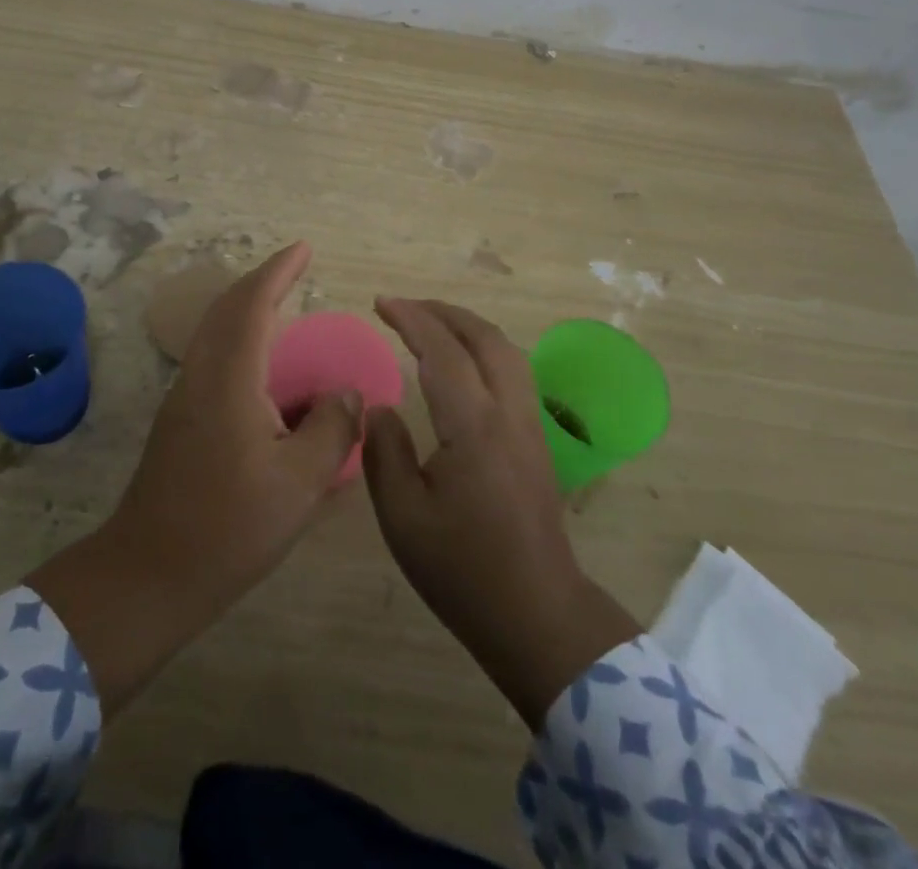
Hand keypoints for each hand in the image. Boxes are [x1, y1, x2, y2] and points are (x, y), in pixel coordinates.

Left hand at [28, 242, 361, 718]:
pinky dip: (241, 342)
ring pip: (216, 333)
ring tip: (285, 310)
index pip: (252, 304)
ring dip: (248, 309)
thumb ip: (331, 429)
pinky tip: (267, 372)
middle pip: (227, 309)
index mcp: (228, 379)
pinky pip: (213, 359)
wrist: (148, 575)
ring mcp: (184, 398)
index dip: (278, 271)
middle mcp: (201, 376)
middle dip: (262, 281)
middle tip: (295, 268)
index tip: (304, 248)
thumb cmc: (228, 527)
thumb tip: (347, 392)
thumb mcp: (298, 483)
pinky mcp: (180, 421)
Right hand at [363, 298, 638, 728]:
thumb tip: (379, 407)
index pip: (443, 351)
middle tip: (404, 306)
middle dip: (443, 312)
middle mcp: (510, 412)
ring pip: (506, 351)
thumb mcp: (404, 517)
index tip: (381, 303)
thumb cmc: (464, 570)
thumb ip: (385, 452)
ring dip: (468, 326)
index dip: (412, 319)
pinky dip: (484, 348)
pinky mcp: (538, 440)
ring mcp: (531, 424)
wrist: (537, 613)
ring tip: (432, 323)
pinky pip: (513, 371)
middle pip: (484, 338)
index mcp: (474, 426)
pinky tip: (464, 364)